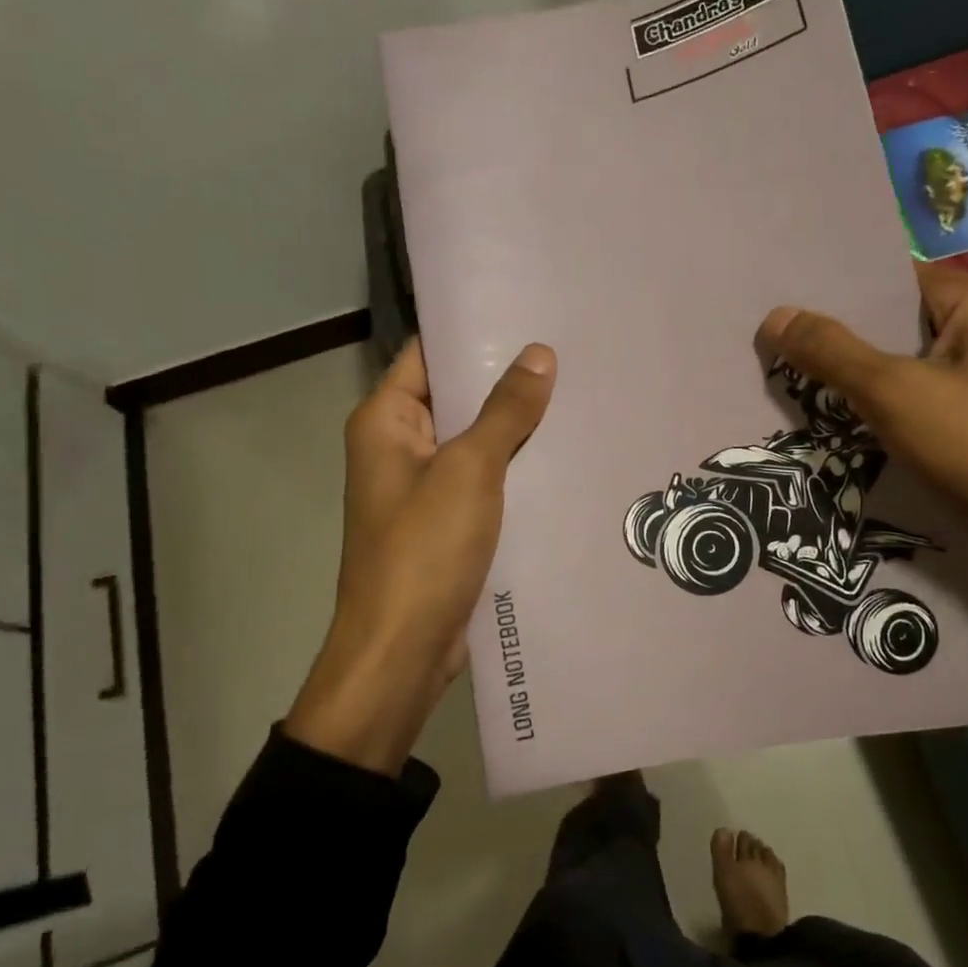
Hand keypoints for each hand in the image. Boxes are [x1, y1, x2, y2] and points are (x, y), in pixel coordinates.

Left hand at [284, 338, 556, 773]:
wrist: (402, 653)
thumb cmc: (423, 551)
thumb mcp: (469, 471)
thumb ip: (504, 411)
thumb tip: (539, 354)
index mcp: (386, 421)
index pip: (429, 355)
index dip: (475, 333)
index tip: (531, 313)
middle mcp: (400, 447)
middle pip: (457, 397)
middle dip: (509, 380)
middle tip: (572, 352)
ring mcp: (425, 488)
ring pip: (477, 442)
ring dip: (518, 427)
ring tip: (580, 394)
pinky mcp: (448, 523)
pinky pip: (486, 481)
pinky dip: (518, 469)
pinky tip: (566, 456)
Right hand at [758, 265, 967, 594]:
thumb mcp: (896, 393)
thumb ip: (832, 353)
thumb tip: (774, 315)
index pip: (886, 284)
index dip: (830, 298)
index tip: (774, 312)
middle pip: (892, 329)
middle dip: (835, 347)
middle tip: (767, 355)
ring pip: (902, 373)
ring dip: (854, 387)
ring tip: (785, 391)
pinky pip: (918, 408)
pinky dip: (881, 417)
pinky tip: (834, 430)